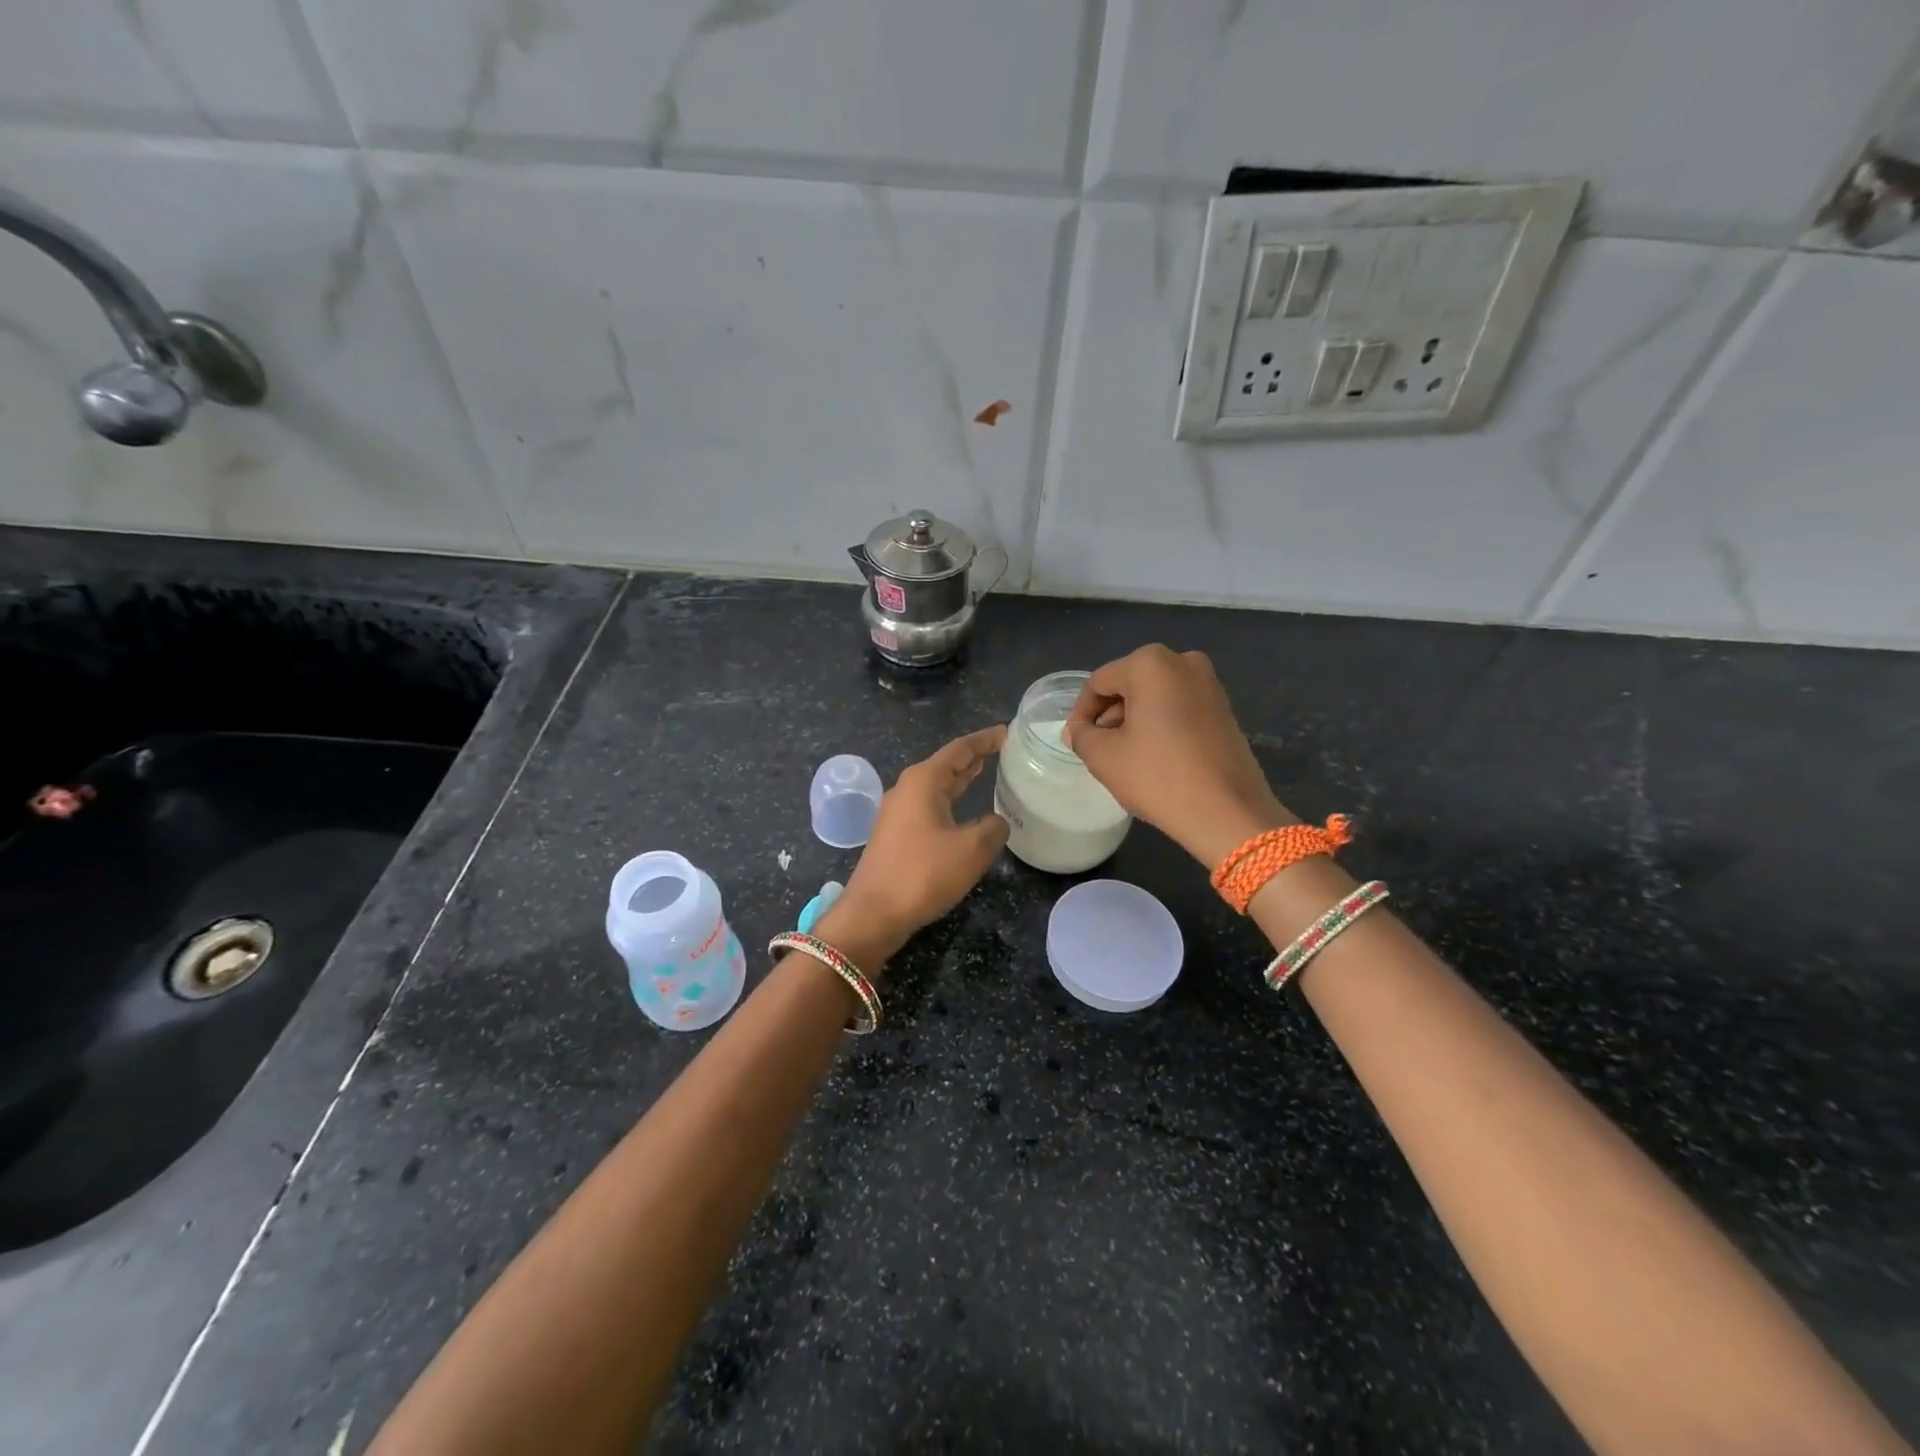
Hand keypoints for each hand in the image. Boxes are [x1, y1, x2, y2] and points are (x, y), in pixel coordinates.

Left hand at [829, 727, 1009, 958]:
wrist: (873, 912)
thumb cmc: (923, 873)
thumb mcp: (972, 850)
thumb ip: (993, 828)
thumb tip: (996, 823)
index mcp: (923, 781)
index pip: (960, 749)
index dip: (985, 740)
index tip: (1007, 732)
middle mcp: (907, 789)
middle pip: (945, 765)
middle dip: (972, 757)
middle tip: (1000, 750)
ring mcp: (897, 812)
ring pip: (935, 786)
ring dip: (959, 780)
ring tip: (984, 772)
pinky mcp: (895, 835)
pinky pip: (928, 806)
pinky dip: (949, 801)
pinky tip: (962, 812)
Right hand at [1064, 646, 1293, 869]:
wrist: (1228, 812)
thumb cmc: (1159, 777)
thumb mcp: (1104, 757)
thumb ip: (1082, 736)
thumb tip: (1079, 731)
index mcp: (1150, 664)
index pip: (1099, 682)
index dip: (1081, 713)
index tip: (1075, 742)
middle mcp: (1183, 662)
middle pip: (1128, 684)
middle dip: (1109, 715)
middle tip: (1098, 749)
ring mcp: (1209, 683)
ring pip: (1154, 696)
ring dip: (1134, 720)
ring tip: (1124, 756)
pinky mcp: (1224, 708)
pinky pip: (1178, 707)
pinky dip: (1160, 724)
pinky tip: (1154, 757)